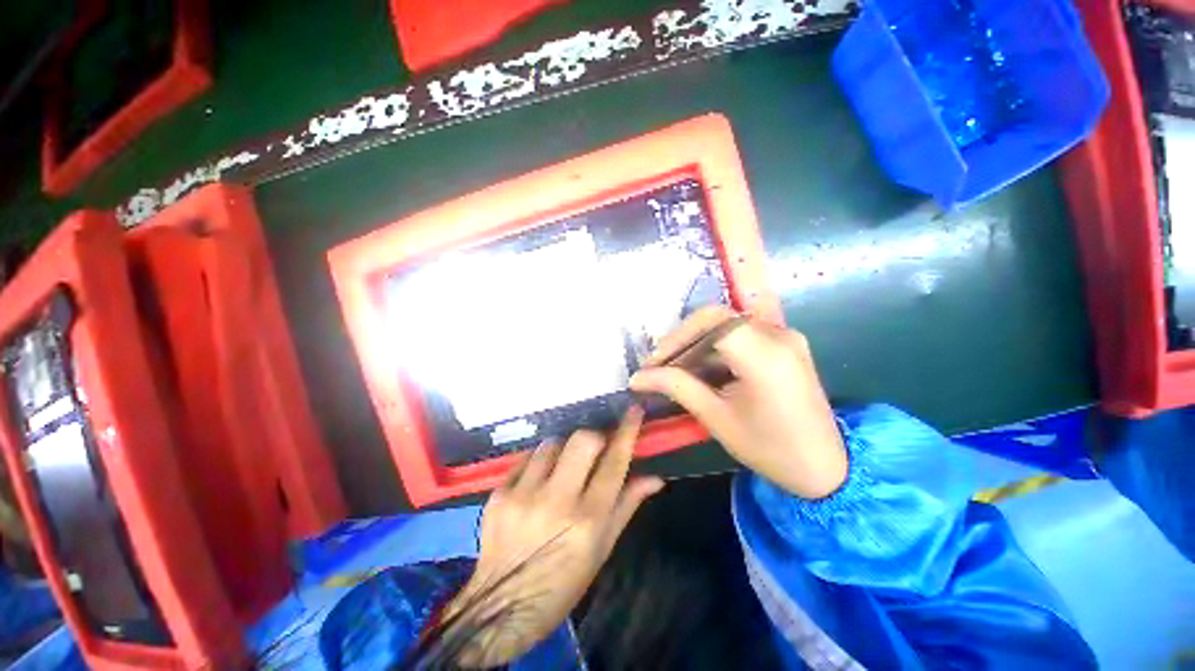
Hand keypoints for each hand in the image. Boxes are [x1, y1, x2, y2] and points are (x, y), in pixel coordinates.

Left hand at [439, 408, 663, 667]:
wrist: (499, 608)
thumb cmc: (563, 582)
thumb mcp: (602, 549)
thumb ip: (627, 505)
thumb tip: (655, 477)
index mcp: (589, 519)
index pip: (614, 462)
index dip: (627, 431)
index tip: (633, 409)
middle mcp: (557, 501)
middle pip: (582, 439)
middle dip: (593, 438)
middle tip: (593, 450)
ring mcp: (524, 495)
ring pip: (553, 443)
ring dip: (563, 450)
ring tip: (561, 469)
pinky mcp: (499, 493)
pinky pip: (526, 458)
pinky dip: (539, 462)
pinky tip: (537, 481)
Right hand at [630, 307, 846, 499]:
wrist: (827, 468)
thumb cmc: (770, 449)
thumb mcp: (717, 418)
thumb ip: (676, 387)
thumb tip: (637, 377)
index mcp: (765, 354)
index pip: (710, 322)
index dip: (676, 338)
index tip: (653, 364)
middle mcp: (778, 335)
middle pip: (717, 318)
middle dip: (682, 339)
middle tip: (660, 366)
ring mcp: (785, 337)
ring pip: (727, 325)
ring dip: (697, 344)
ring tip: (675, 371)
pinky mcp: (785, 344)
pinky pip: (741, 334)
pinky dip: (716, 348)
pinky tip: (702, 370)